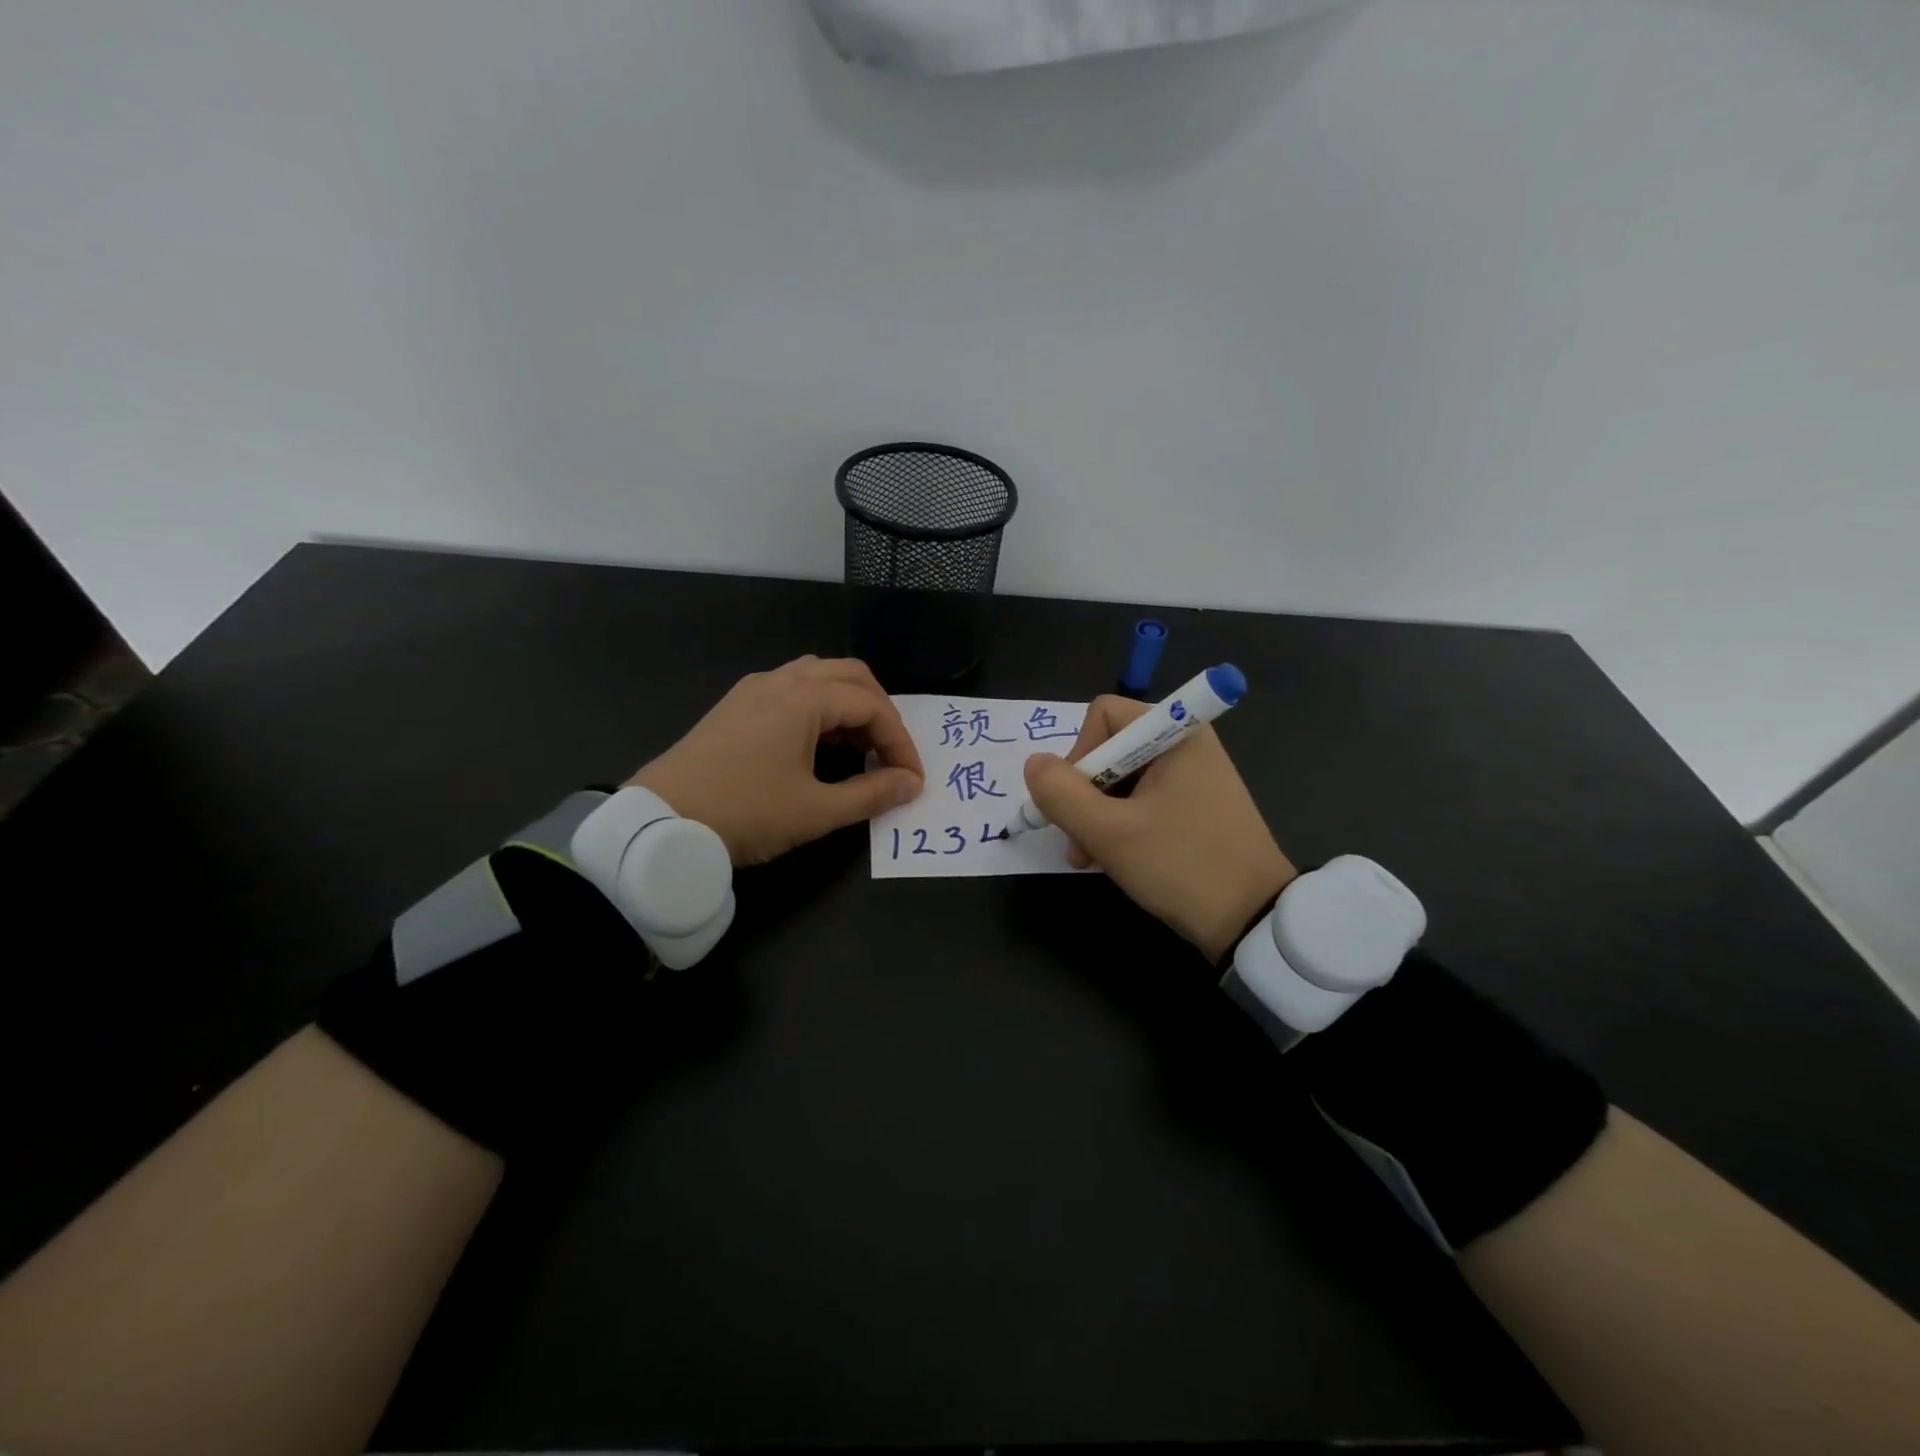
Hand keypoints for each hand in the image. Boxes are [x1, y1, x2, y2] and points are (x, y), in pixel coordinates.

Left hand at [630, 657, 924, 865]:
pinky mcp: (736, 705)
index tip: (912, 779)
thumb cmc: (744, 813)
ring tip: (860, 747)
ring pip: (820, 677)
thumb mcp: (815, 811)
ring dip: (850, 705)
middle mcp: (781, 680)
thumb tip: (910, 785)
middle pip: (851, 676)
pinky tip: (819, 744)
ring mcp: (754, 689)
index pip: (872, 706)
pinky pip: (793, 689)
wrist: (659, 823)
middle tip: (891, 755)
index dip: (900, 742)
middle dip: (881, 713)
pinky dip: (820, 708)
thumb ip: (871, 794)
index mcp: (803, 698)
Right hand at [1024, 695, 1295, 961]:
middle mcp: (1185, 745)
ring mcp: (1192, 777)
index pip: (1103, 715)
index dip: (1080, 754)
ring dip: (1095, 815)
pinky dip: (1119, 824)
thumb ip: (1061, 794)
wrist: (1253, 920)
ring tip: (1088, 857)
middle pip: (1109, 748)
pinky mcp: (1195, 806)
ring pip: (1120, 779)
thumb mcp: (1109, 832)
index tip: (1078, 801)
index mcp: (1176, 733)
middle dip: (1083, 794)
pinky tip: (1110, 858)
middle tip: (1077, 839)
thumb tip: (1034, 764)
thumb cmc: (1181, 866)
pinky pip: (1141, 800)